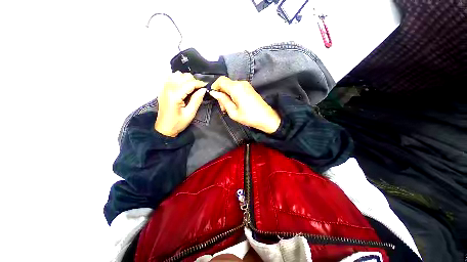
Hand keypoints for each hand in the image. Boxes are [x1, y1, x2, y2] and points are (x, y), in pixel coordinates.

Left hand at [154, 72, 206, 136]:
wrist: (164, 128)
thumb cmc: (177, 123)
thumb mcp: (190, 114)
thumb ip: (197, 100)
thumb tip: (203, 90)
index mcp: (175, 95)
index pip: (190, 83)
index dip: (200, 84)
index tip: (206, 88)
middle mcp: (168, 88)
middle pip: (184, 76)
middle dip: (194, 81)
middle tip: (199, 90)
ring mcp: (164, 87)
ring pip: (177, 74)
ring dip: (186, 79)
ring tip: (191, 88)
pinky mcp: (162, 89)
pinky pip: (171, 77)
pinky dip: (178, 79)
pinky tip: (182, 87)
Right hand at [209, 76, 280, 133]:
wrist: (266, 118)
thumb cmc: (249, 117)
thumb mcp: (233, 112)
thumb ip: (223, 100)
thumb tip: (214, 93)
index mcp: (236, 88)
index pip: (221, 80)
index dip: (214, 87)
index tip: (214, 97)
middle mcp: (241, 83)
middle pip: (225, 83)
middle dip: (221, 94)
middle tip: (223, 108)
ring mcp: (246, 85)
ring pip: (230, 86)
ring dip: (227, 95)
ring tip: (229, 108)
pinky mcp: (249, 88)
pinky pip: (237, 88)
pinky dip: (232, 95)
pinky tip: (234, 105)